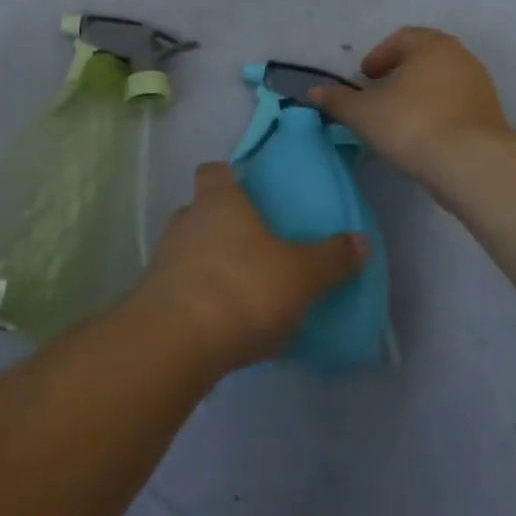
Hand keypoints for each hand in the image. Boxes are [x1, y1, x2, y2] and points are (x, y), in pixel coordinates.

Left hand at [135, 162, 366, 374]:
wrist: (175, 343)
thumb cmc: (242, 289)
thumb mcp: (301, 275)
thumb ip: (331, 259)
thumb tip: (361, 241)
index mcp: (218, 201)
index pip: (213, 171)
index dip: (228, 177)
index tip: (248, 191)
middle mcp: (185, 220)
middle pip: (202, 211)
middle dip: (224, 226)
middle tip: (256, 248)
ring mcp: (163, 259)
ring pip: (190, 250)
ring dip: (211, 264)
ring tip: (243, 290)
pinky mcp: (153, 298)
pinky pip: (182, 288)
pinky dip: (200, 299)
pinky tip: (224, 324)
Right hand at [309, 27, 510, 190]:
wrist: (471, 164)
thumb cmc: (411, 124)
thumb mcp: (362, 113)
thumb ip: (337, 100)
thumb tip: (313, 92)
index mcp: (431, 45)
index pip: (400, 39)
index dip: (378, 57)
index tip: (365, 78)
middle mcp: (460, 57)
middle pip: (423, 58)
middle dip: (399, 73)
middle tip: (379, 94)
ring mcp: (480, 86)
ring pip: (441, 82)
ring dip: (419, 94)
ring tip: (399, 118)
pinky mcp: (491, 115)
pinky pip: (456, 105)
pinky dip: (437, 112)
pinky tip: (423, 135)